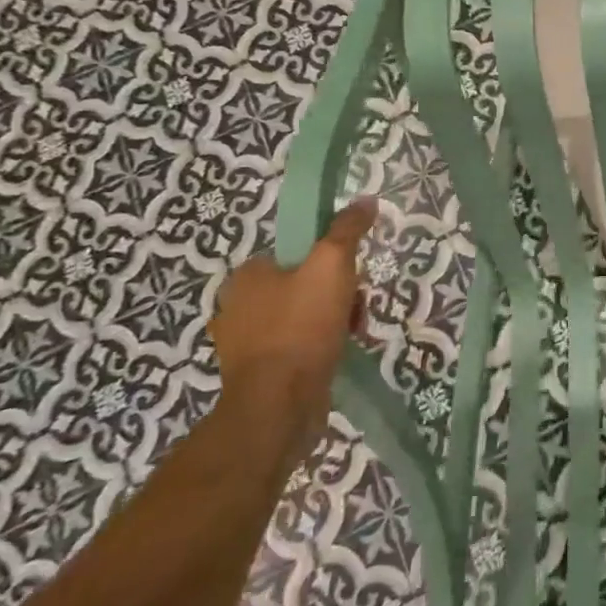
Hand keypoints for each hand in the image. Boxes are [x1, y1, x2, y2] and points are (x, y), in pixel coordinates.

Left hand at [209, 200, 376, 466]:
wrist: (279, 405)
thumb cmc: (301, 327)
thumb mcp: (332, 264)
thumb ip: (347, 230)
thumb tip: (365, 200)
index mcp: (247, 276)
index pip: (297, 252)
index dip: (330, 258)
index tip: (351, 274)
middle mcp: (239, 307)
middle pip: (306, 284)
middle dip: (338, 293)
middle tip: (355, 306)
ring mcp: (247, 343)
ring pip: (306, 316)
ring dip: (335, 320)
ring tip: (353, 332)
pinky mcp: (260, 374)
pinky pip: (300, 346)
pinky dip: (322, 346)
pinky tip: (339, 353)